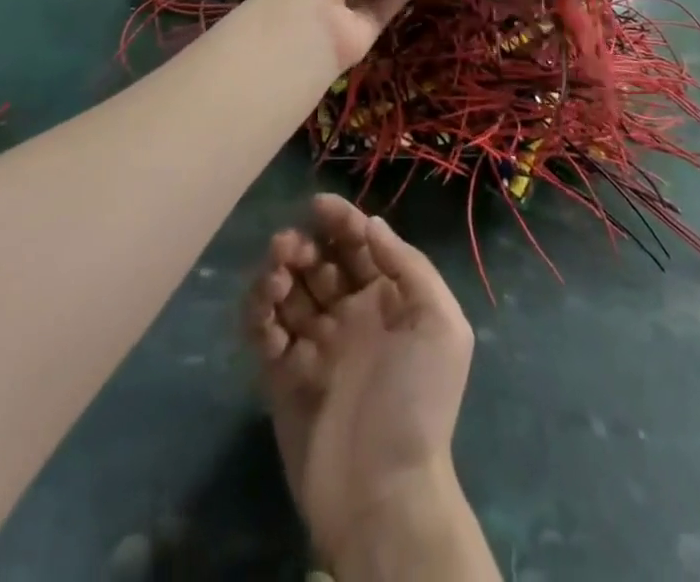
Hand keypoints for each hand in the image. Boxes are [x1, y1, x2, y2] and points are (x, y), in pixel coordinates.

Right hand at [246, 195, 476, 572]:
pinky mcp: (283, 376)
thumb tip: (372, 224)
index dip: (343, 221)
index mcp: (388, 300)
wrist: (384, 494)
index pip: (361, 247)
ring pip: (290, 292)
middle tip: (289, 244)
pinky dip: (259, 315)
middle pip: (321, 264)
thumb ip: (409, 266)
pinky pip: (265, 333)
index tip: (320, 205)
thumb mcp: (440, 324)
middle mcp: (351, 316)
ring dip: (277, 274)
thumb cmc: (418, 400)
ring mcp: (316, 345)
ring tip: (275, 276)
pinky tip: (265, 311)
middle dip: (304, 245)